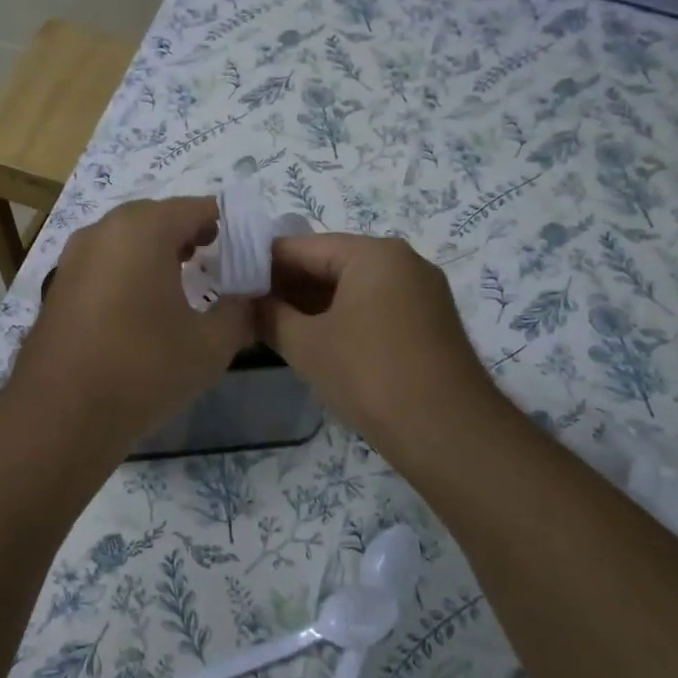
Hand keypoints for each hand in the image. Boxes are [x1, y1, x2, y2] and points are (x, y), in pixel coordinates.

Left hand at [8, 197, 254, 448]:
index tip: (244, 247)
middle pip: (156, 218)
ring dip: (155, 251)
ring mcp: (74, 257)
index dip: (224, 224)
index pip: (195, 208)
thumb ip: (239, 313)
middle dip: (187, 233)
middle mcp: (103, 231)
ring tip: (181, 278)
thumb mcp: (210, 345)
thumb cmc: (143, 368)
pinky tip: (141, 305)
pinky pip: (103, 263)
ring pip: (125, 239)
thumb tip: (249, 299)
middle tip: (214, 257)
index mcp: (143, 229)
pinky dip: (127, 271)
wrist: (61, 412)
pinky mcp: (58, 285)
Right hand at [259, 233, 503, 463]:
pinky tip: (313, 339)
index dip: (260, 264)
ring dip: (312, 304)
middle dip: (287, 285)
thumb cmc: (369, 375)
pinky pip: (373, 307)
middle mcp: (402, 261)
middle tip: (246, 308)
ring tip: (272, 325)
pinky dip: (341, 318)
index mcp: (373, 254)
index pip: (302, 246)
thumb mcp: (306, 344)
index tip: (230, 283)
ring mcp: (421, 292)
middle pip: (330, 263)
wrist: (448, 432)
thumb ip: (269, 315)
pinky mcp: (429, 322)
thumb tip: (246, 302)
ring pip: (352, 287)